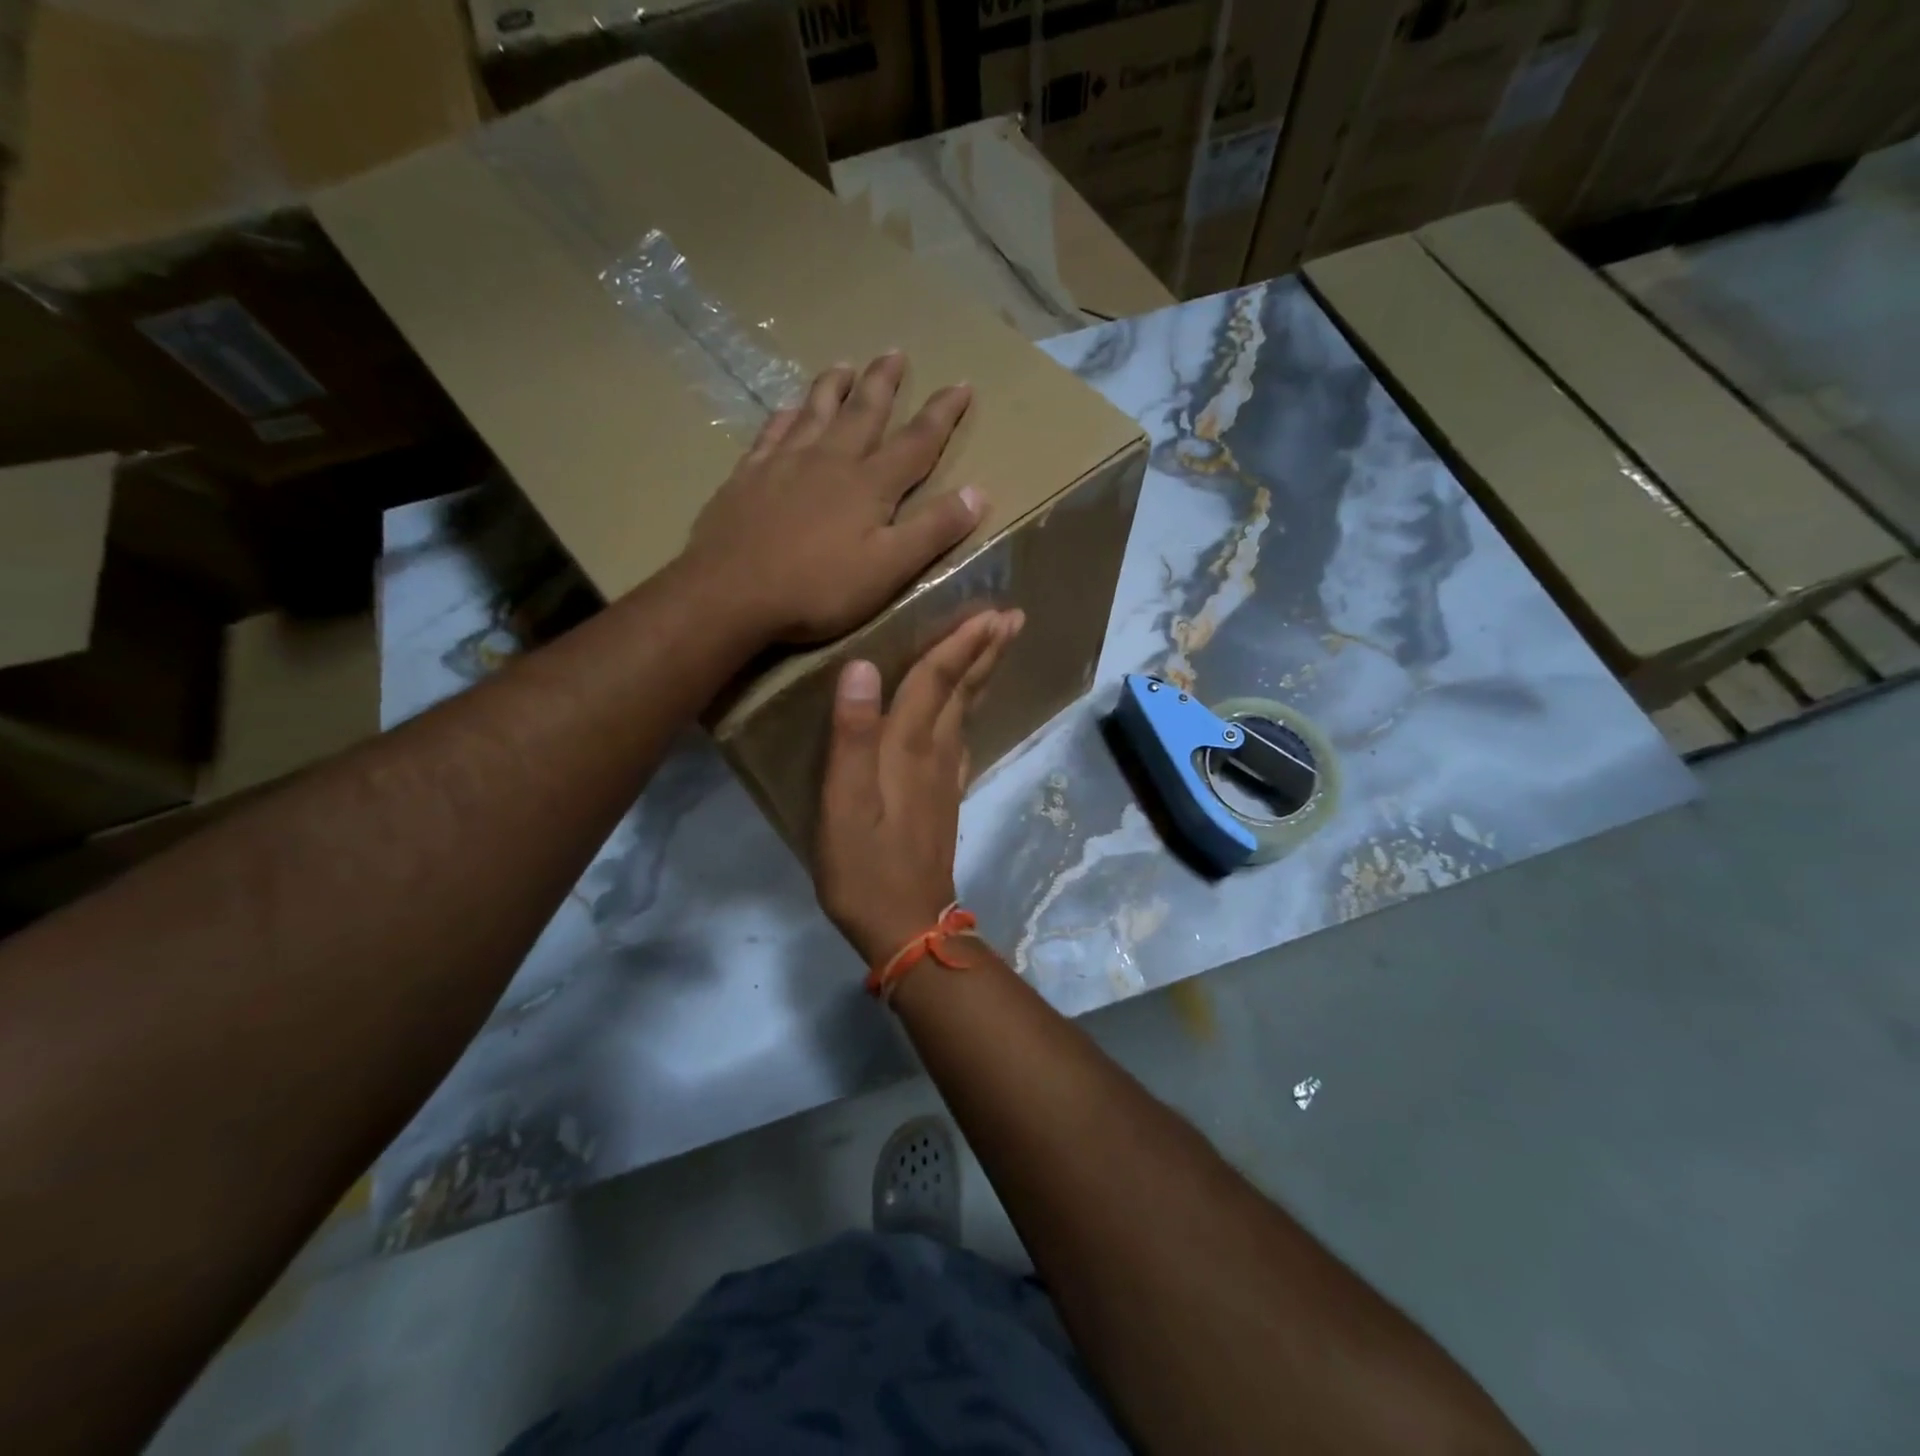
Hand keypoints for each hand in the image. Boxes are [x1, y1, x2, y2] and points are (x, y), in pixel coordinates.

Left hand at [682, 354, 984, 643]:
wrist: (730, 592)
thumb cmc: (817, 588)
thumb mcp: (888, 568)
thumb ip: (932, 531)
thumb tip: (978, 493)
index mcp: (869, 485)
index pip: (916, 442)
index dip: (941, 414)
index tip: (961, 384)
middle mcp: (829, 461)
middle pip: (863, 412)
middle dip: (883, 383)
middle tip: (895, 353)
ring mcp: (784, 464)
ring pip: (815, 412)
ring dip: (833, 388)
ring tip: (844, 365)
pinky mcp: (748, 477)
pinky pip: (772, 433)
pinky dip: (785, 416)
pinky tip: (786, 409)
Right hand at [815, 609, 1022, 964]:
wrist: (906, 926)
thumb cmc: (864, 867)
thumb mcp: (843, 804)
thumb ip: (851, 736)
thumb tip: (862, 668)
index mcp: (909, 748)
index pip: (936, 681)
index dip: (960, 643)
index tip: (990, 610)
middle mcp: (935, 754)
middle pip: (964, 691)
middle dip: (986, 651)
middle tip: (1013, 616)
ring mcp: (945, 778)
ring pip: (967, 712)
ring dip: (982, 675)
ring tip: (996, 646)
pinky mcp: (944, 798)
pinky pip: (961, 739)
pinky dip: (969, 712)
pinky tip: (966, 712)